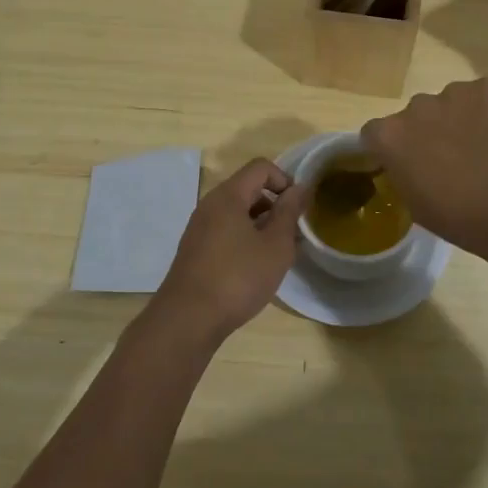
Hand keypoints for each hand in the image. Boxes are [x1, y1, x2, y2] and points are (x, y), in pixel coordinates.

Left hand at [149, 158, 310, 343]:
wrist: (187, 320)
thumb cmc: (238, 278)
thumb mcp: (275, 245)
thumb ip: (289, 213)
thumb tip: (299, 188)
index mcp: (228, 196)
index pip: (260, 167)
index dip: (285, 180)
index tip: (299, 208)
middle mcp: (210, 205)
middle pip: (248, 189)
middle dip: (275, 205)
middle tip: (293, 234)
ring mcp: (199, 228)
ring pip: (237, 212)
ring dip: (261, 225)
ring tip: (277, 254)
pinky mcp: (195, 250)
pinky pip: (226, 231)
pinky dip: (245, 239)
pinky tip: (255, 268)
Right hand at [360, 78, 487, 256]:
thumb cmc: (464, 219)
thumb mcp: (417, 206)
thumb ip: (405, 174)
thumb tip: (413, 165)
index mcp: (391, 137)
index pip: (377, 133)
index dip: (393, 148)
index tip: (410, 164)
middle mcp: (417, 105)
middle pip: (418, 114)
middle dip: (432, 131)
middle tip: (456, 159)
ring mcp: (456, 91)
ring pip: (455, 102)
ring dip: (464, 119)